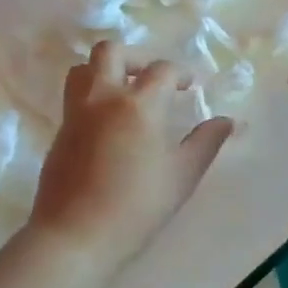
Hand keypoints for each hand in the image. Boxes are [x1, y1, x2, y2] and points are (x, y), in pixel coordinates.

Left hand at [30, 41, 233, 265]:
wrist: (75, 236)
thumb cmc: (137, 207)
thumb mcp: (182, 176)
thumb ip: (206, 143)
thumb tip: (228, 121)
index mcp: (138, 104)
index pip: (162, 70)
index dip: (180, 73)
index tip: (190, 87)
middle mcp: (103, 97)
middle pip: (111, 52)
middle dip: (136, 57)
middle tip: (152, 79)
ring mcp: (76, 113)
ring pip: (84, 69)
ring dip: (106, 70)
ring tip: (125, 93)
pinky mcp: (59, 132)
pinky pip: (74, 96)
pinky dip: (92, 95)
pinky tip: (108, 123)